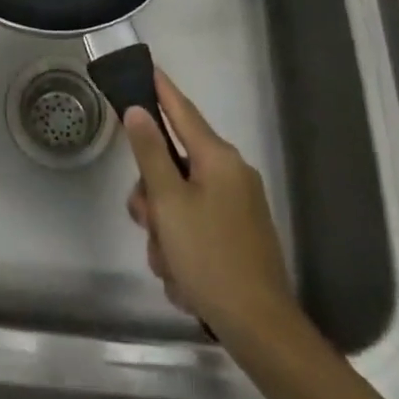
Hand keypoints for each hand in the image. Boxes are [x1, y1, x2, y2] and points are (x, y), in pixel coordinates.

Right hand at [124, 70, 294, 336]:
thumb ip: (150, 153)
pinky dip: (183, 253)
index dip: (161, 90)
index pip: (182, 111)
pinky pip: (195, 230)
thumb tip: (138, 110)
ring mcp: (236, 208)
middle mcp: (230, 176)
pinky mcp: (237, 238)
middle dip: (153, 199)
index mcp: (218, 159)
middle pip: (173, 167)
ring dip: (165, 235)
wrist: (261, 331)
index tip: (146, 67)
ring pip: (179, 205)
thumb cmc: (211, 258)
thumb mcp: (170, 203)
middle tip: (148, 223)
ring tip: (171, 267)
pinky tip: (186, 282)